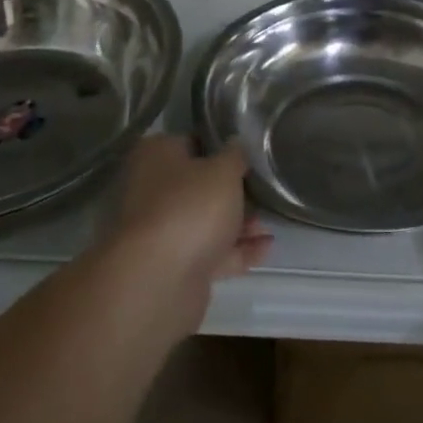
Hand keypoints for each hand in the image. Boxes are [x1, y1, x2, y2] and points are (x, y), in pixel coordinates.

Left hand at [103, 135, 272, 286]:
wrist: (158, 281)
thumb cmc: (190, 207)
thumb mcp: (223, 171)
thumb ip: (235, 155)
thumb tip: (235, 145)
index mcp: (156, 156)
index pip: (191, 141)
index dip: (220, 146)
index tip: (249, 153)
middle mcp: (152, 190)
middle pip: (198, 185)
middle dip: (232, 190)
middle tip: (263, 190)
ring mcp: (161, 231)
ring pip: (205, 221)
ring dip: (238, 222)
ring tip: (270, 222)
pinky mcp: (173, 267)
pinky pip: (210, 252)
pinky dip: (236, 250)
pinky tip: (266, 247)